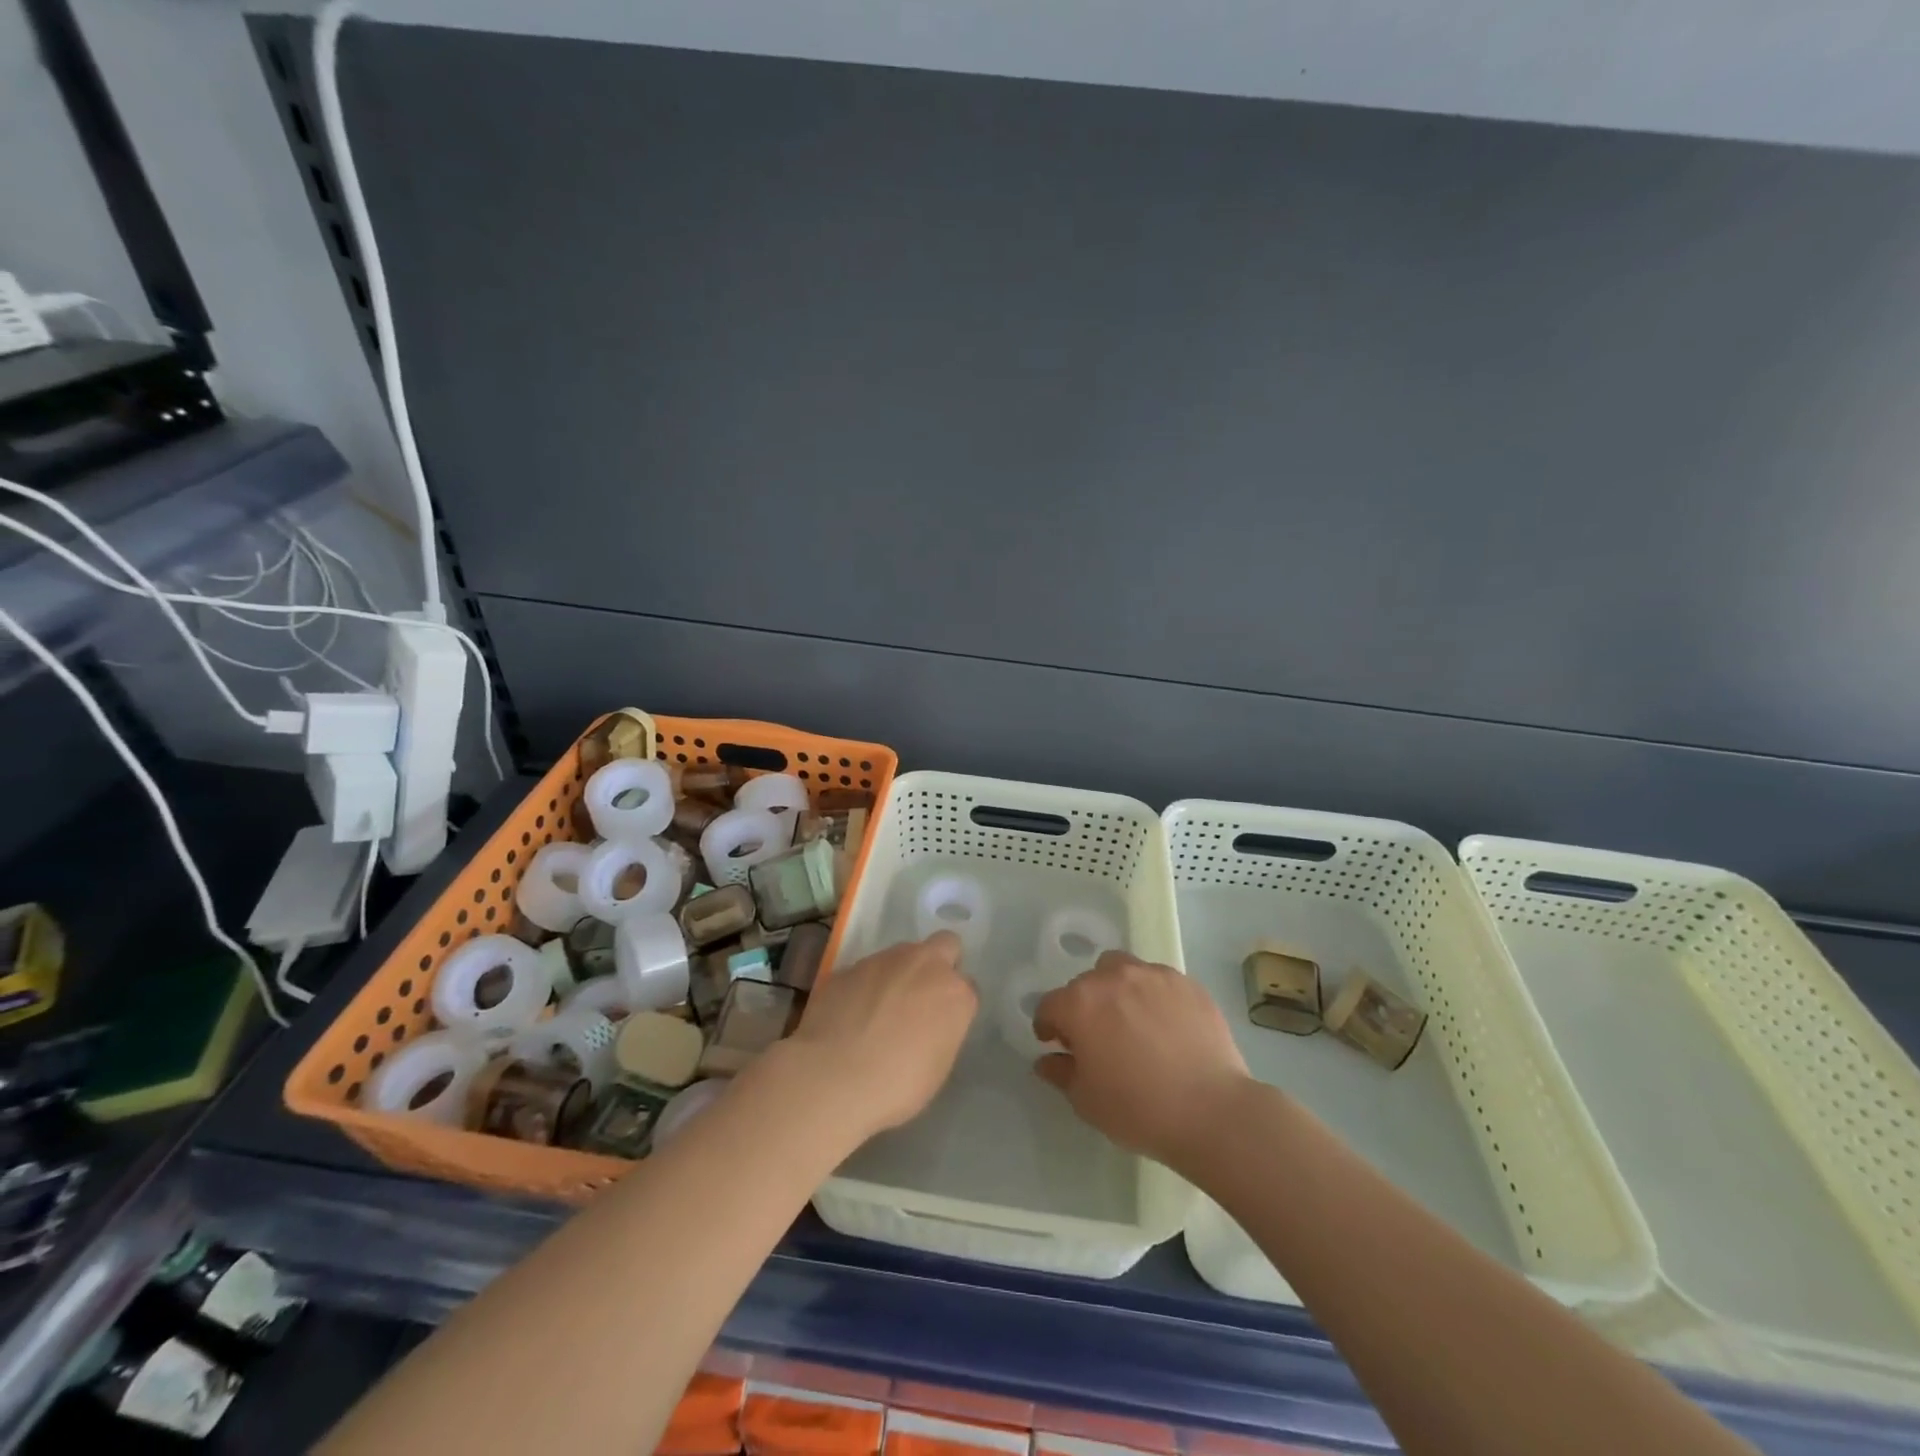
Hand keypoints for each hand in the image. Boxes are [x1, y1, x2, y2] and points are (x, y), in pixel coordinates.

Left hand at [775, 932, 977, 1140]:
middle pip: (944, 945)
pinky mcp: (849, 966)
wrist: (832, 1077)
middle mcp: (924, 964)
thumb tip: (930, 1022)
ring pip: (902, 954)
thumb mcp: (937, 1067)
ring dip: (898, 974)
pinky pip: (866, 970)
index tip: (942, 1023)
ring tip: (879, 1011)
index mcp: (955, 993)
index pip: (968, 986)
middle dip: (939, 964)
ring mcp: (884, 960)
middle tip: (921, 998)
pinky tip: (850, 1015)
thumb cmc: (896, 1085)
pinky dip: (864, 986)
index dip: (954, 1004)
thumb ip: (942, 1031)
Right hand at [1033, 951, 1251, 1167]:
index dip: (1048, 1026)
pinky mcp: (1186, 983)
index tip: (1056, 1045)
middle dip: (1083, 1007)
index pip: (1050, 1005)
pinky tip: (1165, 1026)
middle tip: (1096, 1038)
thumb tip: (1047, 1059)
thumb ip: (1060, 1073)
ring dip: (1116, 989)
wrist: (1212, 1111)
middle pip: (1085, 983)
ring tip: (1131, 1021)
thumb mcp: (1086, 1100)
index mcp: (1080, 1003)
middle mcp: (1112, 978)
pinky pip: (1158, 980)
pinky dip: (1152, 996)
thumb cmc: (1138, 1109)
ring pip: (1121, 969)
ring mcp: (1152, 976)